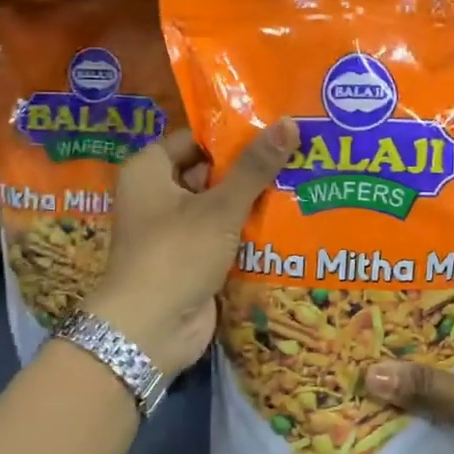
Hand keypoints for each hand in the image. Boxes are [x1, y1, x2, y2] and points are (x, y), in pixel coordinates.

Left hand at [85, 120, 298, 376]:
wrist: (149, 331)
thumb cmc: (175, 255)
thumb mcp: (219, 207)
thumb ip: (255, 167)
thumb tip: (290, 122)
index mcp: (150, 170)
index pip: (196, 139)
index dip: (233, 134)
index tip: (276, 127)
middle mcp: (157, 195)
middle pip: (210, 172)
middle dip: (250, 169)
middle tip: (299, 154)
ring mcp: (174, 230)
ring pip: (220, 206)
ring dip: (254, 202)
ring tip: (304, 182)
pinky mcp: (191, 259)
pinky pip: (223, 236)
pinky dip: (248, 232)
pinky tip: (290, 222)